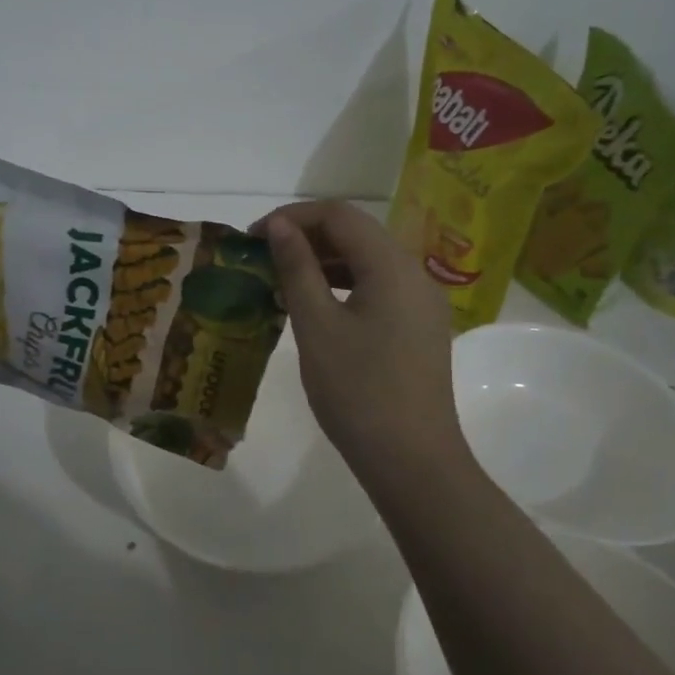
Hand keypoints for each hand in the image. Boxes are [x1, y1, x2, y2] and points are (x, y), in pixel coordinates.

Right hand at [254, 200, 464, 479]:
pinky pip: (378, 289)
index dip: (292, 217)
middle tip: (261, 259)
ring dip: (323, 262)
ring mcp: (422, 302)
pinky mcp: (419, 327)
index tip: (252, 238)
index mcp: (392, 265)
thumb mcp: (317, 326)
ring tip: (280, 282)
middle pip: (357, 233)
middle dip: (306, 237)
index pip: (339, 215)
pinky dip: (343, 287)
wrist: (412, 460)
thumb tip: (279, 226)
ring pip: (367, 262)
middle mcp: (414, 273)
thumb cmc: (357, 391)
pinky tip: (314, 307)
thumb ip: (298, 268)